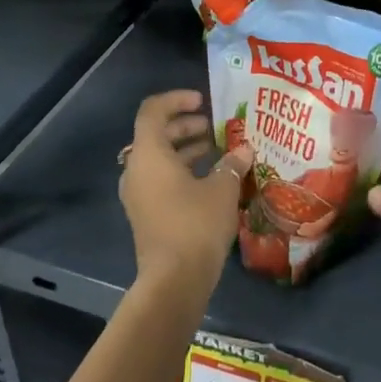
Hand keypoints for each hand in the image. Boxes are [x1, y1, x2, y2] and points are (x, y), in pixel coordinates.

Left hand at [120, 90, 250, 297]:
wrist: (174, 281)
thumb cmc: (196, 224)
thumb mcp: (223, 189)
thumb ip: (232, 164)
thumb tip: (244, 151)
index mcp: (149, 154)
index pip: (153, 110)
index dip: (177, 100)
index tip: (203, 101)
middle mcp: (136, 169)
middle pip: (156, 134)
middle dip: (185, 126)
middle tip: (214, 126)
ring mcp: (138, 193)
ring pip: (159, 158)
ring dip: (186, 149)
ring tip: (217, 150)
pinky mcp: (145, 213)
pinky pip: (160, 179)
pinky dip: (182, 171)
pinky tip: (211, 179)